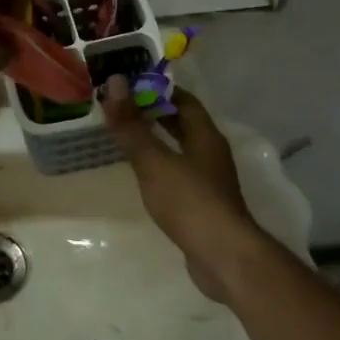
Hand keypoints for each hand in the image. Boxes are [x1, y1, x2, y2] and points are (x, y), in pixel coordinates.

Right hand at [103, 80, 268, 301]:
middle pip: (183, 124)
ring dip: (157, 140)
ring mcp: (210, 180)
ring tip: (126, 137)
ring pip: (181, 149)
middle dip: (155, 113)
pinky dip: (160, 166)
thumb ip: (132, 125)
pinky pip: (179, 174)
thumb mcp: (154, 161)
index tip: (129, 85)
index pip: (184, 100)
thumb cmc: (190, 201)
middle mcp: (211, 153)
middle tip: (121, 108)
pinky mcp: (203, 205)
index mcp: (205, 135)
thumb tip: (115, 82)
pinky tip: (142, 175)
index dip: (158, 89)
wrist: (224, 257)